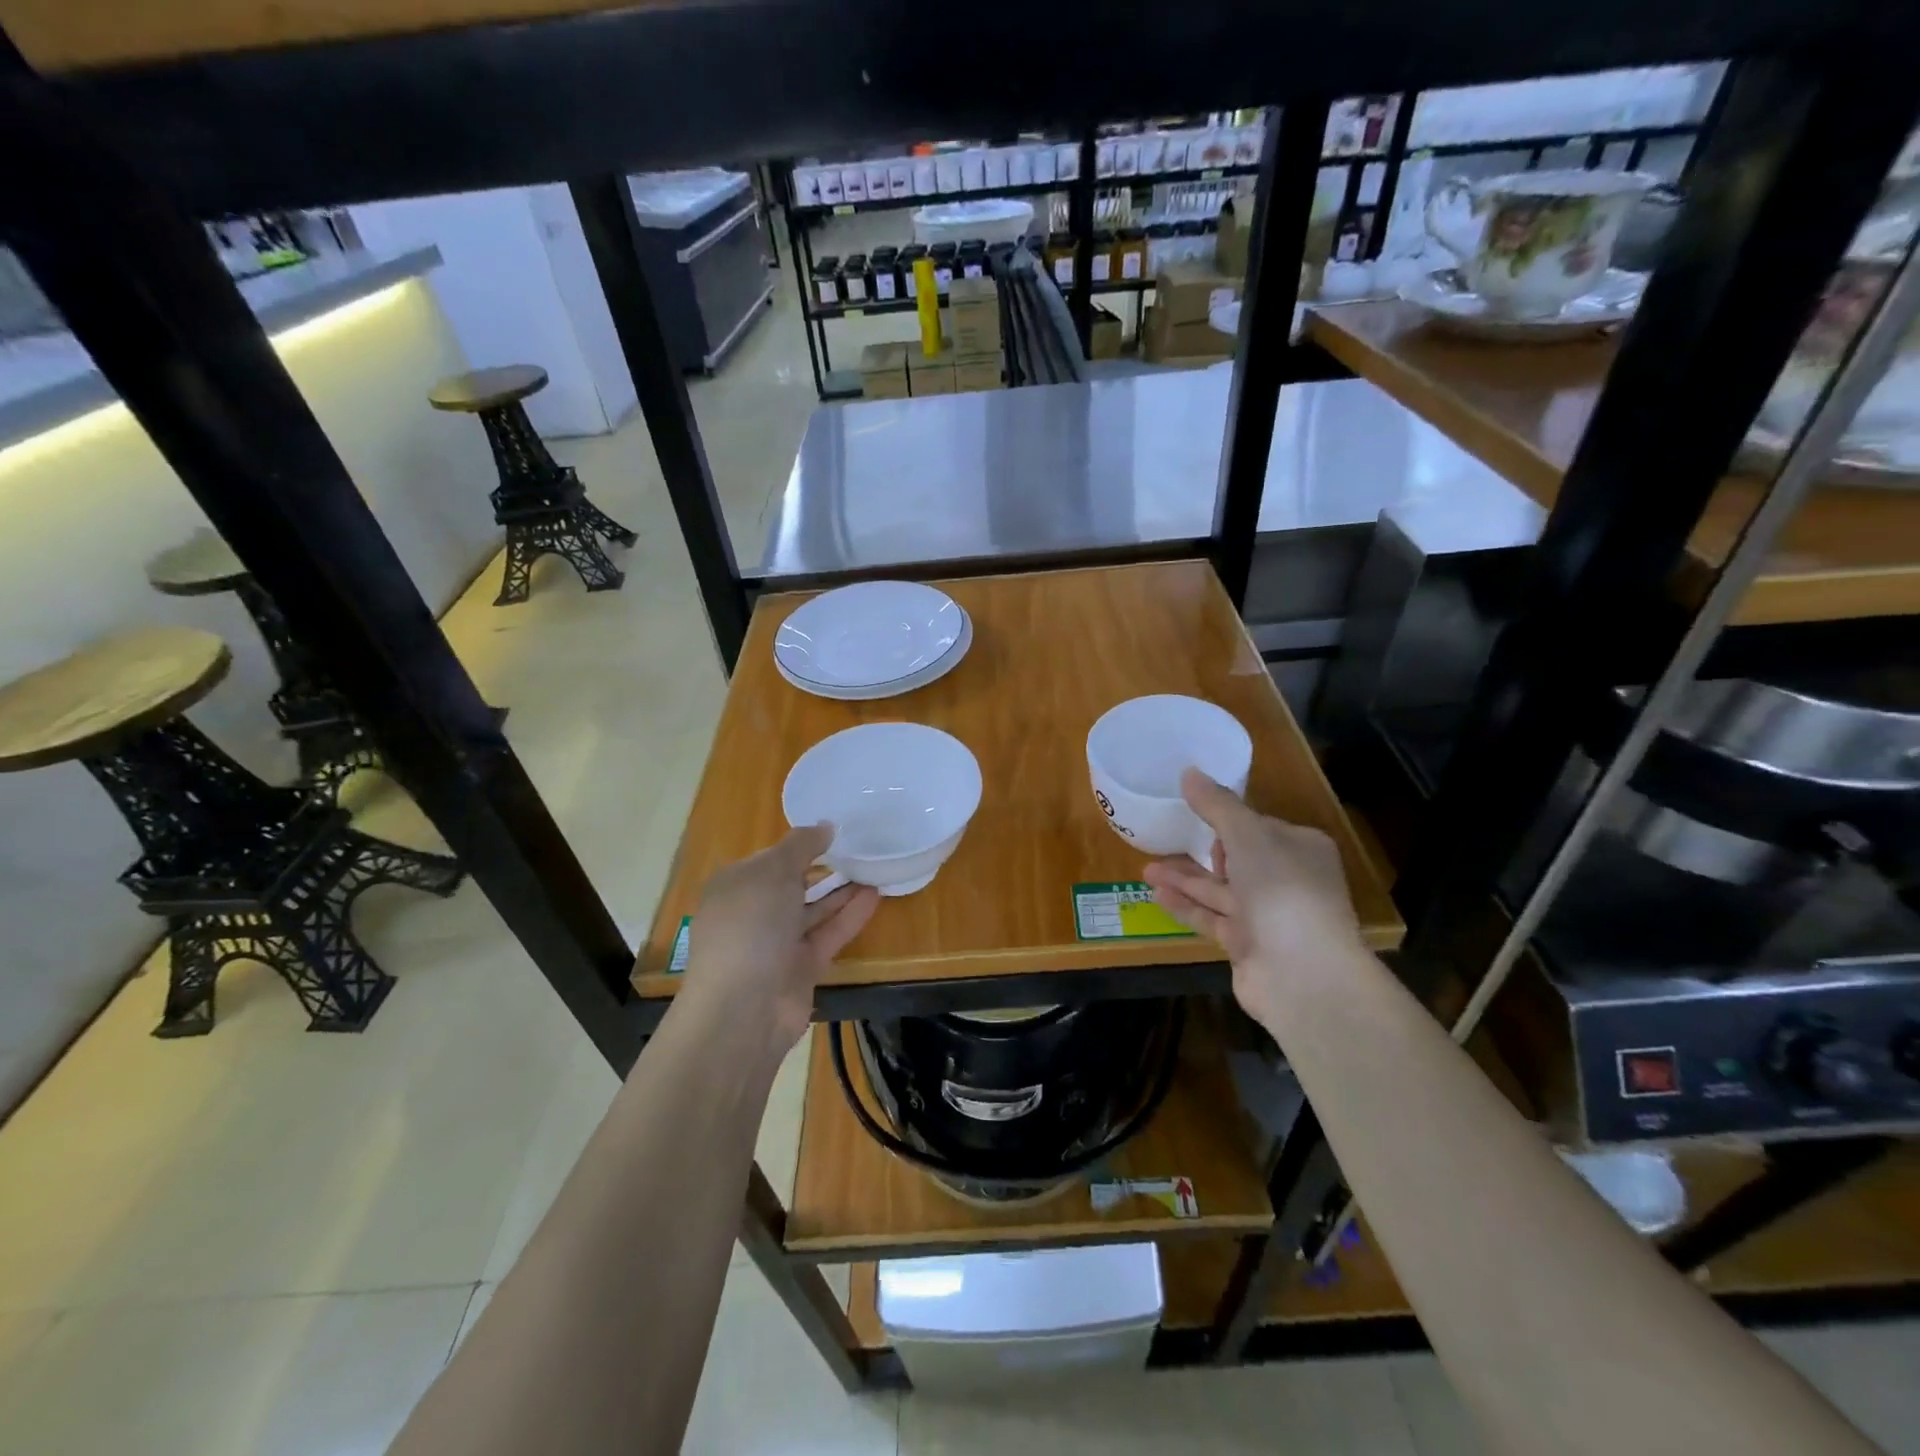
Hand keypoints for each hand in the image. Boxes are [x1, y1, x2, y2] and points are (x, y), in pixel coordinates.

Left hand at [680, 825, 879, 1059]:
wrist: (743, 1009)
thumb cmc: (750, 926)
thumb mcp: (773, 871)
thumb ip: (801, 845)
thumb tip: (826, 826)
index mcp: (735, 886)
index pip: (769, 858)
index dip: (800, 844)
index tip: (834, 831)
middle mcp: (753, 913)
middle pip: (792, 884)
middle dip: (822, 867)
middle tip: (860, 848)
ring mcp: (777, 943)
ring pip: (813, 910)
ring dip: (841, 890)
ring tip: (874, 867)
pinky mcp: (801, 967)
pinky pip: (828, 934)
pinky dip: (850, 916)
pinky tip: (875, 895)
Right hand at [1142, 769, 1365, 1030]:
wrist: (1303, 974)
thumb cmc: (1281, 889)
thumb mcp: (1247, 835)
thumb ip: (1216, 805)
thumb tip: (1189, 772)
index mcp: (1301, 848)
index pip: (1260, 827)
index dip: (1229, 821)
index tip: (1195, 814)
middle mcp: (1289, 881)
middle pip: (1237, 860)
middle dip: (1200, 851)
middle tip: (1163, 841)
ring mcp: (1269, 917)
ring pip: (1220, 891)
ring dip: (1184, 879)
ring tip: (1145, 869)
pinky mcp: (1249, 946)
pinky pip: (1212, 919)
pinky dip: (1186, 906)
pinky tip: (1156, 895)